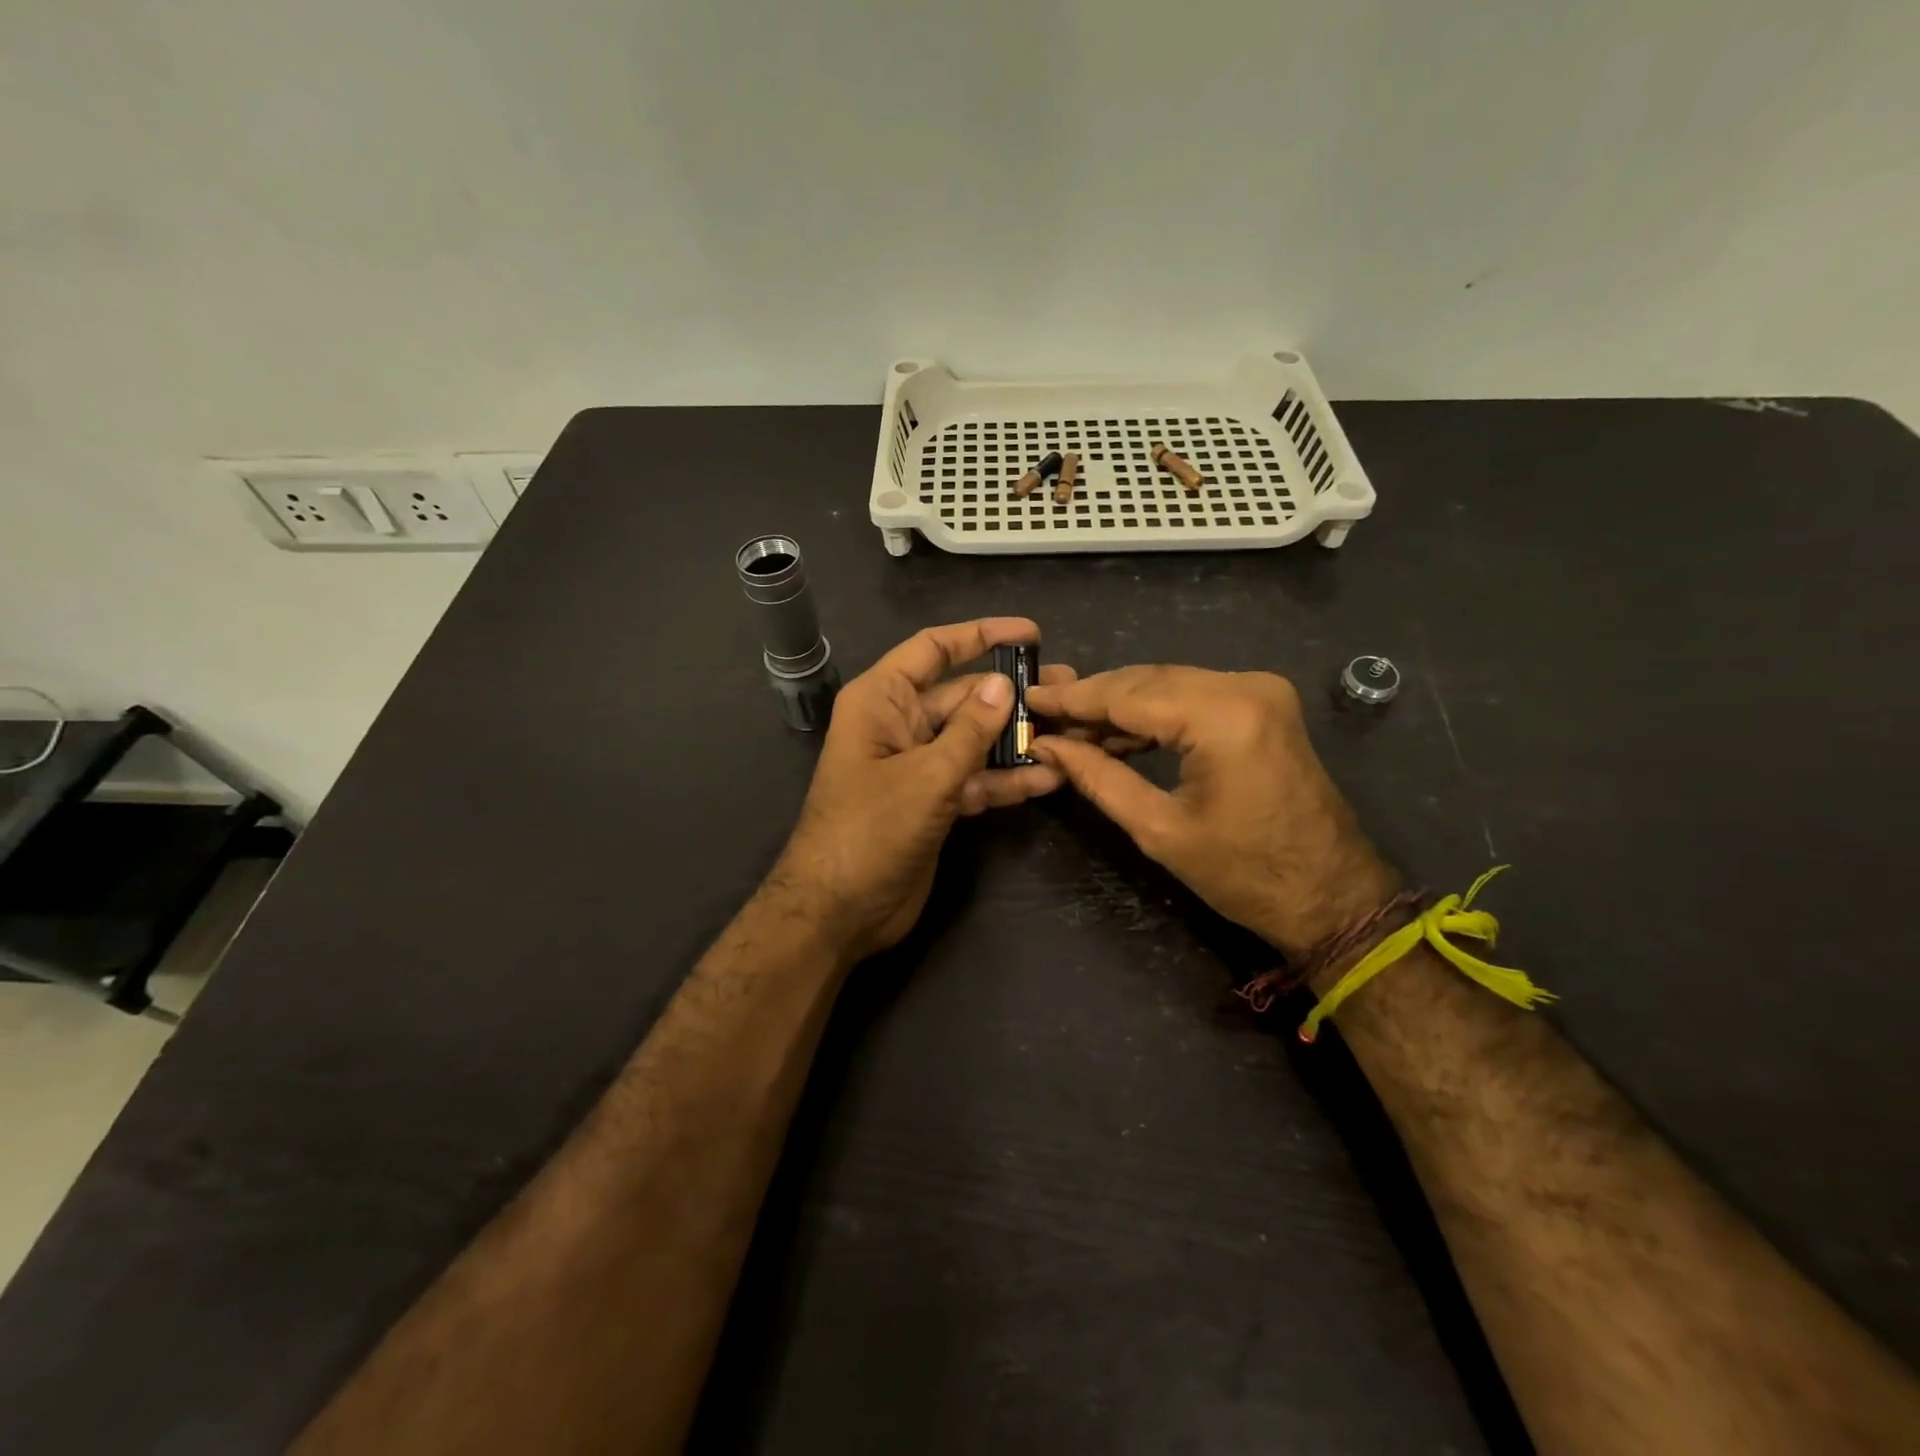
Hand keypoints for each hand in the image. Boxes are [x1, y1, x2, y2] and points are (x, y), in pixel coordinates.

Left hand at [771, 618, 1075, 959]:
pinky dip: (1005, 780)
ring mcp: (918, 765)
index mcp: (882, 700)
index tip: (1031, 634)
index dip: (980, 635)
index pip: (934, 650)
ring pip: (974, 740)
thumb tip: (1004, 684)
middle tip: (1068, 691)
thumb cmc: (870, 831)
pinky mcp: (933, 802)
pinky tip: (1048, 778)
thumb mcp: (927, 776)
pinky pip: (974, 779)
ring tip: (1072, 732)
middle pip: (962, 696)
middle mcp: (900, 724)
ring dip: (1017, 740)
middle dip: (1012, 695)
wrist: (839, 911)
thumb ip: (970, 730)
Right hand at [1025, 666, 1397, 959]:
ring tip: (1071, 728)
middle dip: (1093, 698)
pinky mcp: (1263, 704)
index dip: (1073, 698)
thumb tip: (1046, 746)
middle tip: (1043, 714)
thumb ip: (1098, 777)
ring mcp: (1259, 691)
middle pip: (1146, 680)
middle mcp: (1244, 686)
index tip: (1029, 697)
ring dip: (1121, 704)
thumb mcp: (1159, 829)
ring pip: (1168, 683)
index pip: (1127, 695)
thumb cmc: (1244, 874)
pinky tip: (1117, 732)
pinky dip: (1155, 712)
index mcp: (1221, 716)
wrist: (1332, 896)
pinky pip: (1193, 695)